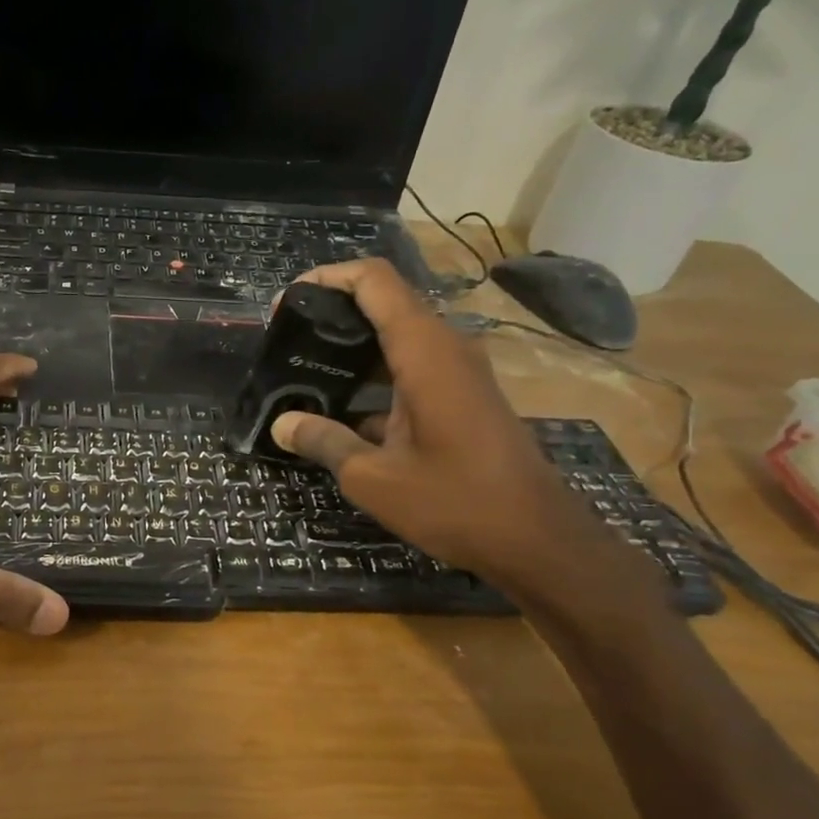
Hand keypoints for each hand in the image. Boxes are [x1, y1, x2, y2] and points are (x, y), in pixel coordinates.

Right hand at [268, 260, 600, 585]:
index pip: (374, 281)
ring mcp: (458, 373)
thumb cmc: (455, 502)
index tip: (285, 303)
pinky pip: (411, 367)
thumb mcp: (373, 477)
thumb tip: (281, 424)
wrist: (537, 540)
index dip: (327, 278)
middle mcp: (444, 348)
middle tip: (286, 342)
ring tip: (304, 372)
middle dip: (332, 313)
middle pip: (384, 303)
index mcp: (424, 352)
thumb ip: (324, 441)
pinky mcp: (462, 397)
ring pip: (396, 337)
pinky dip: (373, 376)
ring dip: (351, 347)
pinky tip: (340, 411)